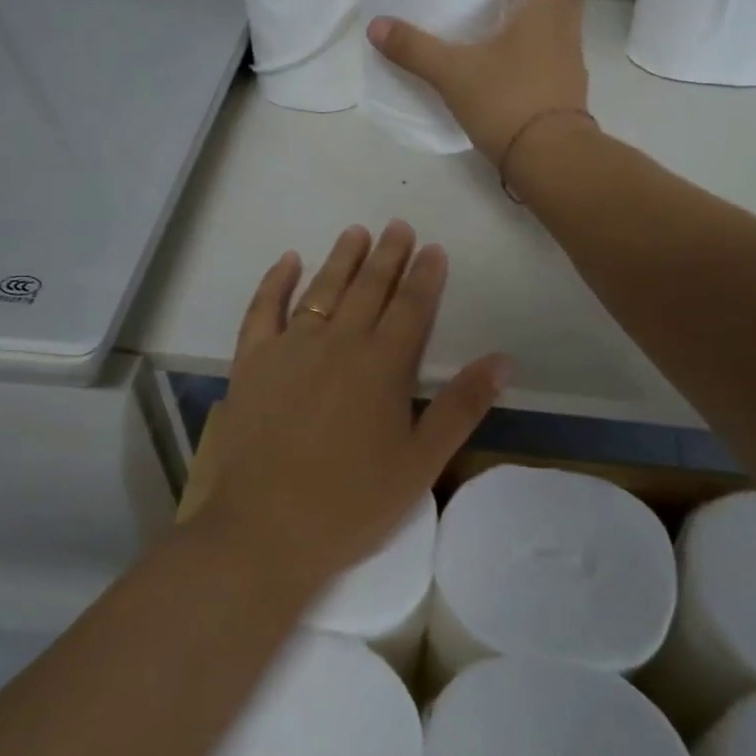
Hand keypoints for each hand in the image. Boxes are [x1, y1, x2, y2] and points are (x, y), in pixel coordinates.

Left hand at [195, 221, 508, 591]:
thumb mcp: (421, 461)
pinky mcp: (252, 361)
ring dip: (342, 258)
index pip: (412, 307)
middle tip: (399, 226)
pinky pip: (263, 309)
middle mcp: (338, 342)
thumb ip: (462, 406)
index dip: (425, 275)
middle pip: (369, 288)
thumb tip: (503, 359)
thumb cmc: (352, 502)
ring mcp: (290, 348)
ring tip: (357, 232)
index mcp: (383, 365)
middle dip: (389, 255)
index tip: (434, 248)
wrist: (265, 530)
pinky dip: (275, 281)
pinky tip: (287, 260)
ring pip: (322, 288)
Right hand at [366, 0, 592, 173]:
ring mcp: (570, 56)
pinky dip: (542, 28)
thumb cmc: (508, 101)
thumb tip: (376, 27)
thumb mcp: (455, 74)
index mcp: (548, 6)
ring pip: (564, 11)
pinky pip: (557, 41)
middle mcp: (566, 24)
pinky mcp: (566, 83)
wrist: (550, 158)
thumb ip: (416, 49)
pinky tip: (517, 41)